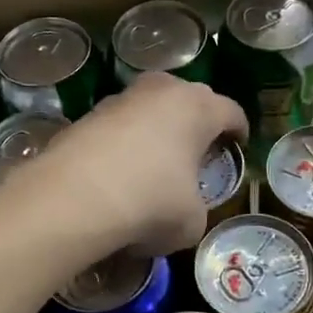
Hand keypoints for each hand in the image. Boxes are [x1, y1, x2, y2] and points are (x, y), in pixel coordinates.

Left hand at [28, 73, 246, 257]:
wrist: (73, 198)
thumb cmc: (151, 203)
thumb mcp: (192, 220)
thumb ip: (197, 207)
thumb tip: (183, 208)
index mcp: (198, 107)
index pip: (231, 112)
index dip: (239, 131)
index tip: (238, 146)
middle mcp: (161, 91)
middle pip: (190, 99)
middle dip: (197, 122)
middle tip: (198, 150)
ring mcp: (120, 99)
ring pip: (150, 108)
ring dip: (157, 129)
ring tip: (157, 160)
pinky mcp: (86, 115)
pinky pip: (118, 126)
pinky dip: (124, 142)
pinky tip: (120, 171)